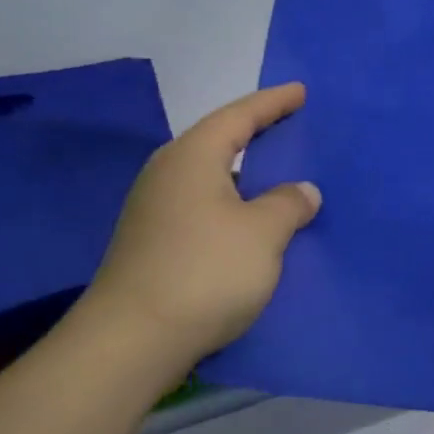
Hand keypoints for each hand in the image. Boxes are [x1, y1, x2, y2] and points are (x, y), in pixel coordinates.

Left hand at [71, 83, 319, 382]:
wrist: (131, 341)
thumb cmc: (205, 271)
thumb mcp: (263, 233)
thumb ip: (288, 204)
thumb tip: (302, 191)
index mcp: (193, 156)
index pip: (240, 115)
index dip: (274, 103)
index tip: (301, 91)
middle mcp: (168, 173)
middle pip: (220, 140)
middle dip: (257, 133)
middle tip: (291, 126)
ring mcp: (155, 209)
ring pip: (210, 177)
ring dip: (245, 174)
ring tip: (278, 175)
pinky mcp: (152, 242)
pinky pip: (203, 206)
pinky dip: (232, 203)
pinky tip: (250, 222)